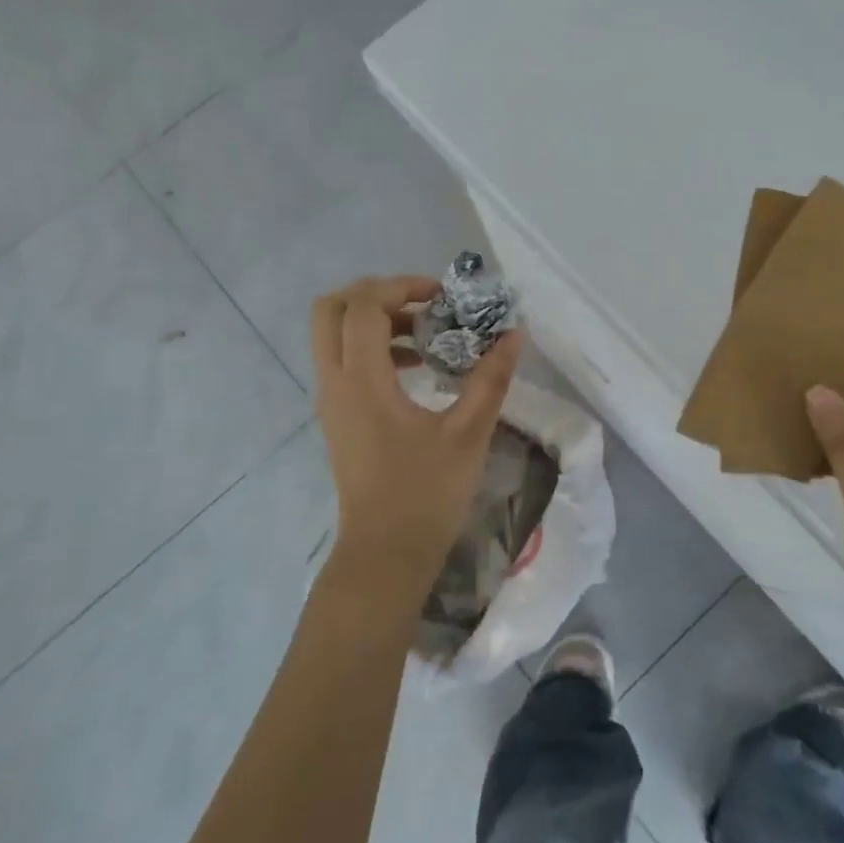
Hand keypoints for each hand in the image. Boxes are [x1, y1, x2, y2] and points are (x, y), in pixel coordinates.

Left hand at [311, 275, 521, 598]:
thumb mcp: (468, 433)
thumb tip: (513, 335)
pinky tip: (417, 367)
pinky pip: (343, 362)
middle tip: (420, 303)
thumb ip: (491, 378)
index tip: (442, 296)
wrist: (385, 555)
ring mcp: (331, 401)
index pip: (364, 306)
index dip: (402, 287)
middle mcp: (335, 383)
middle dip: (374, 294)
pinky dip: (372, 348)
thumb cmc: (426, 494)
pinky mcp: (338, 418)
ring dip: (374, 321)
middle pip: (330, 309)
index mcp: (362, 381)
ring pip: (333, 336)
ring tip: (427, 333)